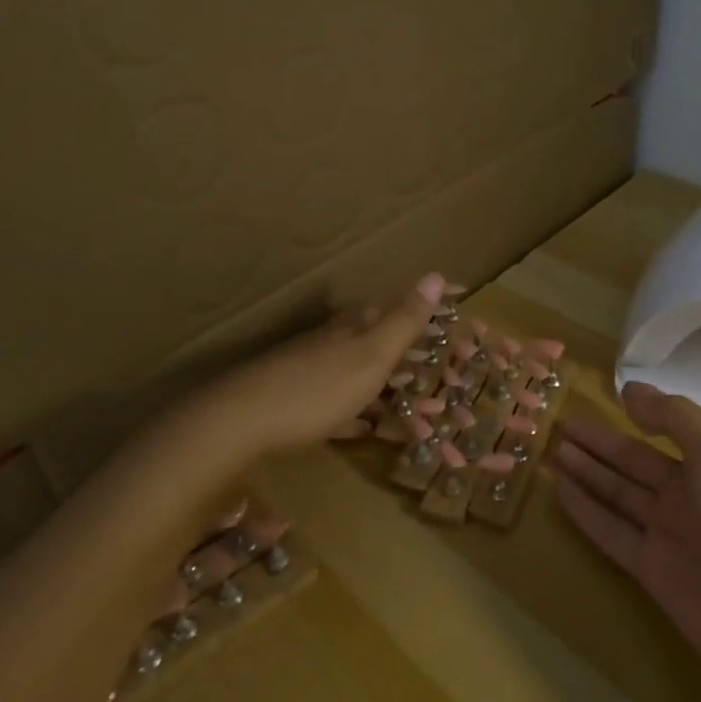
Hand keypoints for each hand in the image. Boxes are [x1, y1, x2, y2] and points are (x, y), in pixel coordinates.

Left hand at [189, 272, 445, 454]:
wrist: (243, 421)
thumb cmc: (319, 386)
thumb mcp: (371, 354)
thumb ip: (404, 319)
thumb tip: (437, 273)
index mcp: (355, 326)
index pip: (398, 311)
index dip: (429, 317)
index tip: (457, 324)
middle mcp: (334, 341)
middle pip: (379, 343)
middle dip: (411, 359)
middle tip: (441, 377)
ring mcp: (312, 371)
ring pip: (360, 375)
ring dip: (387, 389)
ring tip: (413, 408)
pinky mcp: (295, 404)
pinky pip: (338, 406)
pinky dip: (357, 413)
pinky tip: (364, 427)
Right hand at [556, 382, 700, 701]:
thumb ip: (673, 417)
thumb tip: (629, 389)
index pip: (663, 430)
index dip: (633, 414)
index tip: (598, 397)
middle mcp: (690, 495)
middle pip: (634, 462)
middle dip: (599, 443)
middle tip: (558, 423)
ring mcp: (671, 535)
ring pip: (618, 494)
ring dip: (587, 473)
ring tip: (551, 450)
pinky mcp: (654, 574)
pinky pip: (612, 532)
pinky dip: (587, 512)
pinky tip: (559, 491)